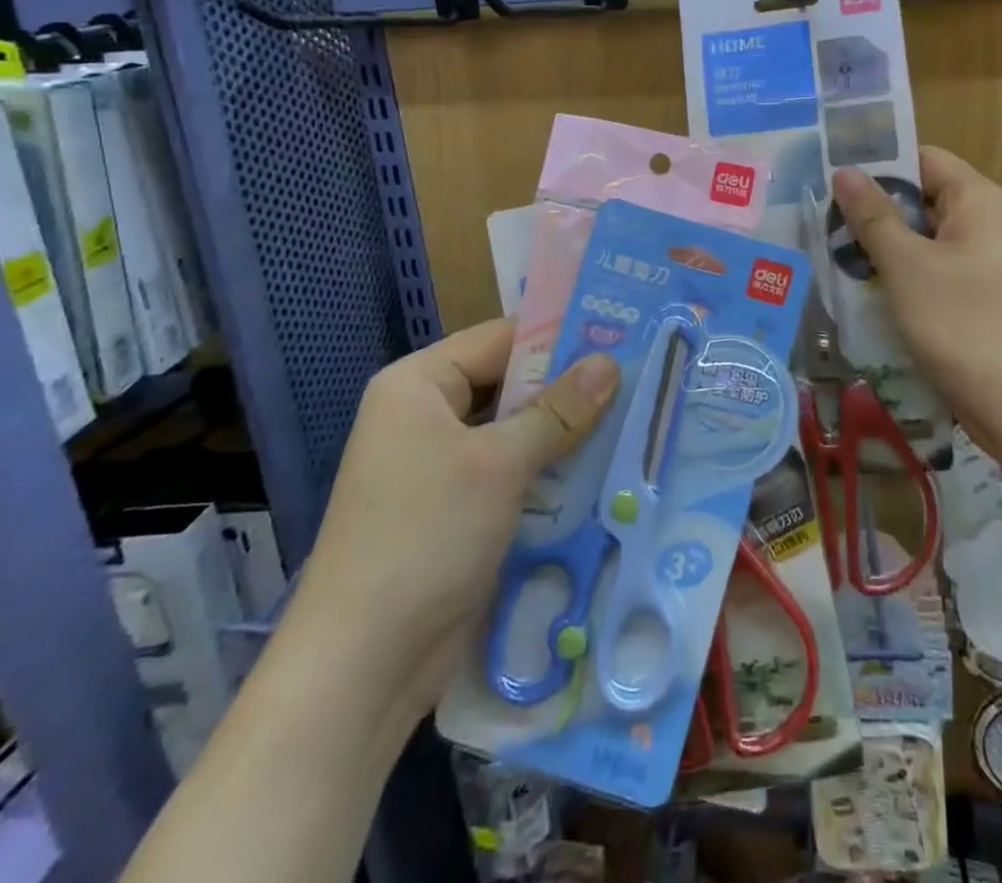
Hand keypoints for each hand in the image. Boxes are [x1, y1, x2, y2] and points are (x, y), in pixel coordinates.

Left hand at [291, 320, 618, 722]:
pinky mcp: (455, 508)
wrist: (363, 667)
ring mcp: (439, 465)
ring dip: (565, 432)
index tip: (623, 334)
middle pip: (510, 384)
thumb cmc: (425, 537)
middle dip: (569, 388)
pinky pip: (511, 471)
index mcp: (418, 384)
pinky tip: (601, 469)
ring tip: (634, 417)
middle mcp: (425, 415)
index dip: (561, 336)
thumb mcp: (500, 464)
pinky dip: (549, 469)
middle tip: (638, 377)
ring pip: (515, 430)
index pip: (501, 339)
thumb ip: (559, 410)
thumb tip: (610, 362)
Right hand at [831, 147, 1001, 458]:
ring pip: (921, 238)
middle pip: (921, 198)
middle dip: (873, 209)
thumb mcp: (908, 265)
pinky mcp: (976, 297)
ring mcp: (982, 263)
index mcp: (978, 200)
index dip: (879, 164)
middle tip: (820, 219)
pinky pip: (930, 270)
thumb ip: (874, 216)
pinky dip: (899, 274)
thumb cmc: (963, 323)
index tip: (831, 177)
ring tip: (830, 252)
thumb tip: (845, 171)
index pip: (923, 159)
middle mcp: (985, 222)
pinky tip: (862, 289)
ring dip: (881, 246)